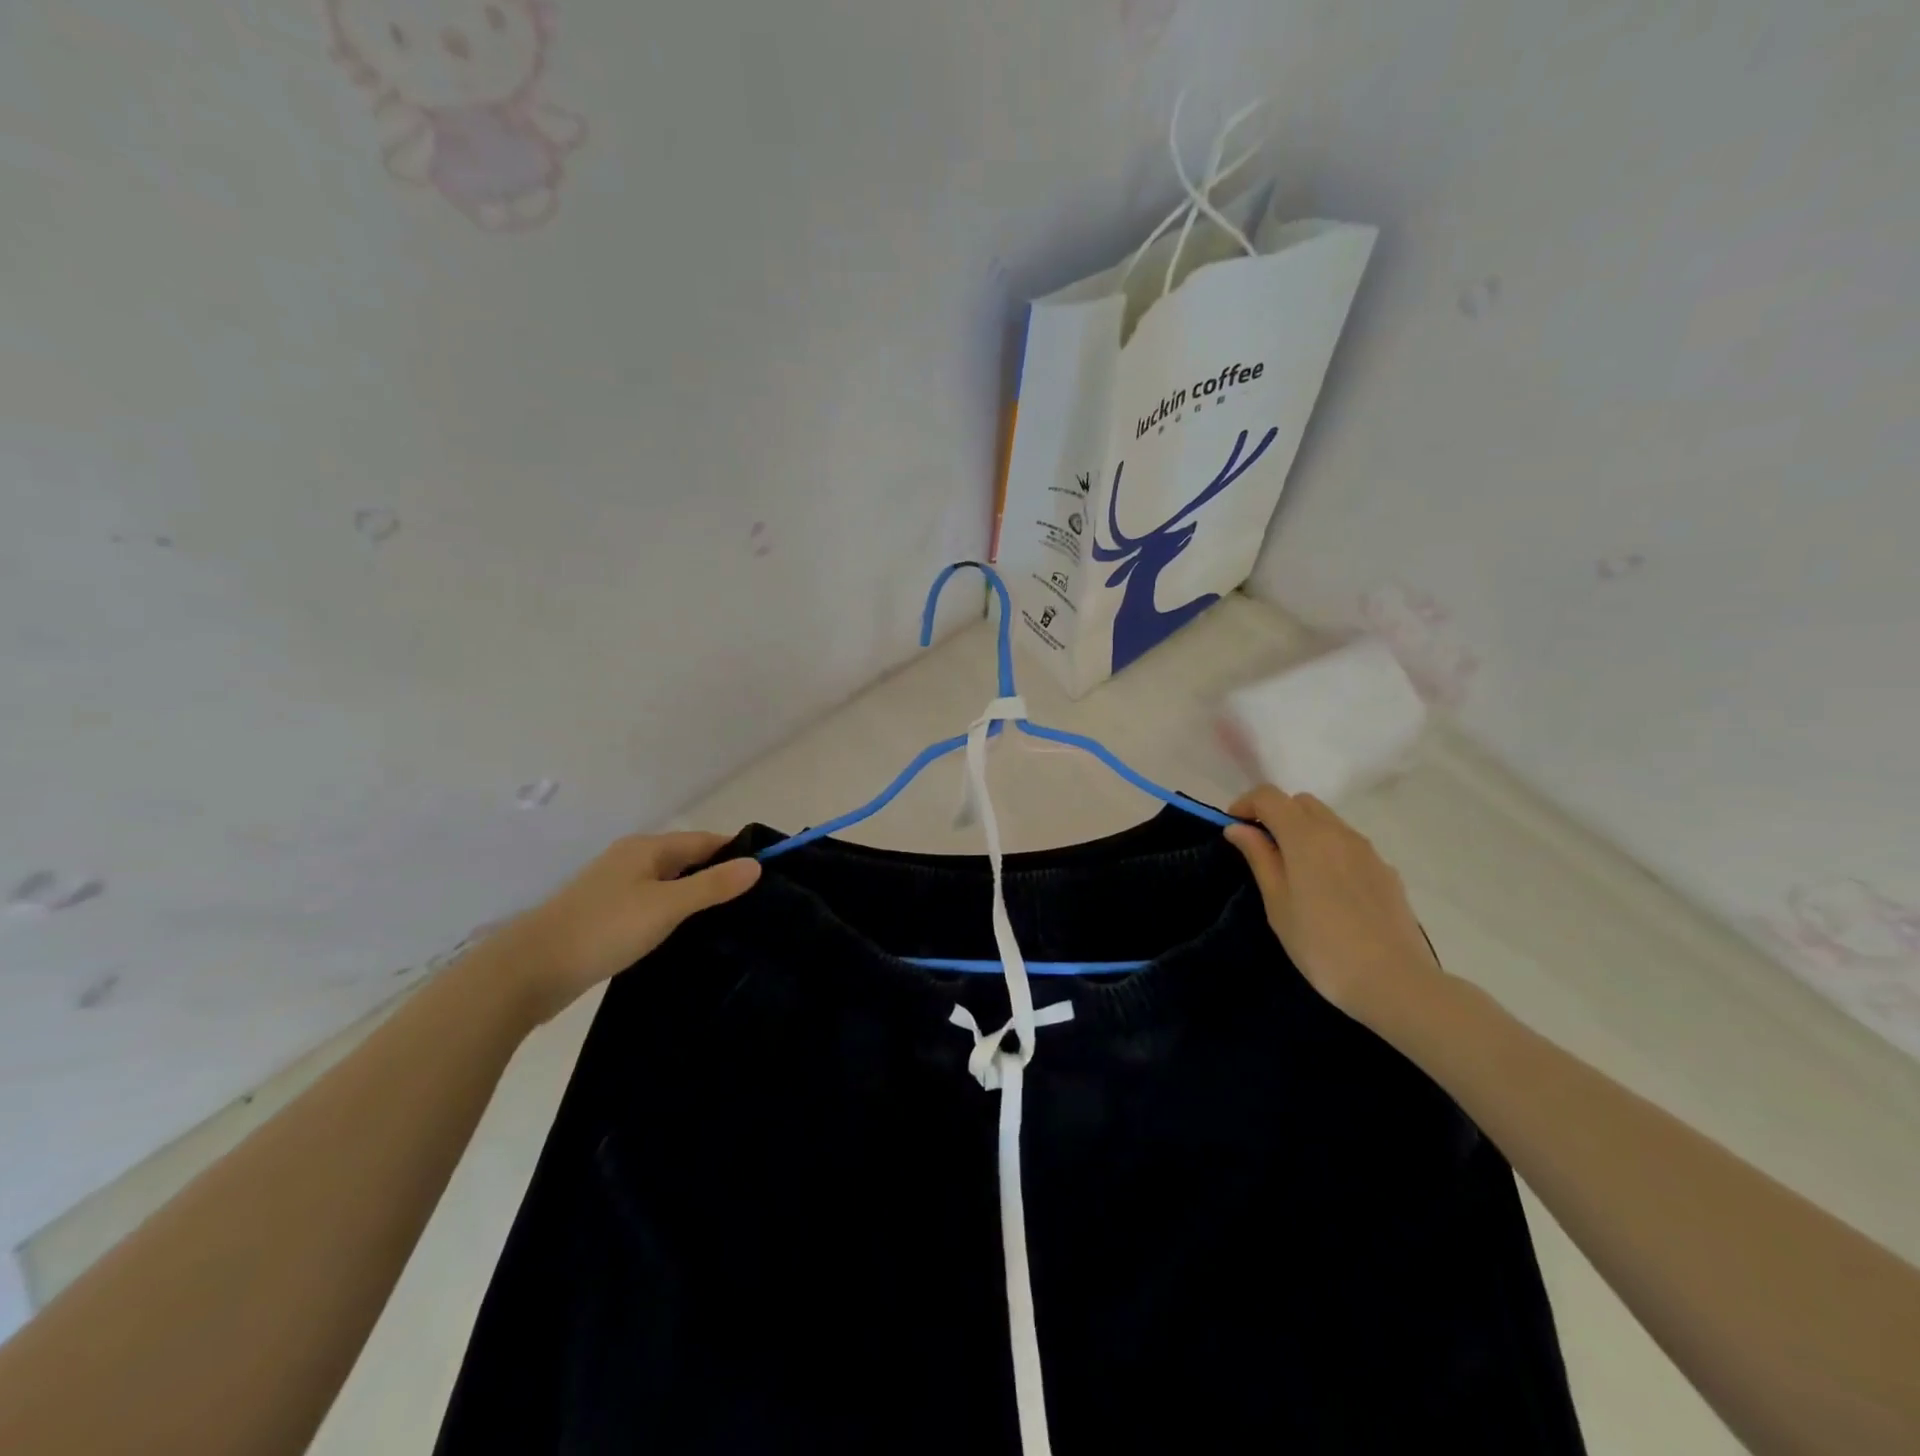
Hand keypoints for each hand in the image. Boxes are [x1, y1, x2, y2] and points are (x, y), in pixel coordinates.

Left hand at [492, 832, 760, 1023]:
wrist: (528, 971)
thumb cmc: (604, 929)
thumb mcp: (667, 906)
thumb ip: (712, 885)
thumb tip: (756, 865)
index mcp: (647, 848)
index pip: (704, 840)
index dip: (736, 852)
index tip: (768, 874)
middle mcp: (631, 860)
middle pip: (687, 859)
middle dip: (719, 875)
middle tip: (755, 901)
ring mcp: (615, 889)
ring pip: (669, 884)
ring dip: (696, 897)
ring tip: (730, 920)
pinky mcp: (605, 916)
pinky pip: (652, 905)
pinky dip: (673, 914)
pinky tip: (687, 935)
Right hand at [1223, 785, 1443, 1027]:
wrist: (1394, 982)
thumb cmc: (1321, 945)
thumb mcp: (1277, 903)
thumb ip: (1259, 858)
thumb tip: (1238, 828)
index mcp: (1306, 837)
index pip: (1270, 796)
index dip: (1246, 804)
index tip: (1233, 828)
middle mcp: (1339, 833)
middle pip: (1301, 803)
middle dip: (1276, 814)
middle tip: (1260, 847)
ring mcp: (1367, 851)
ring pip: (1328, 821)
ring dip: (1303, 830)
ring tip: (1293, 870)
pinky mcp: (1386, 871)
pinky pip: (1349, 845)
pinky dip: (1328, 849)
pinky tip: (1326, 889)